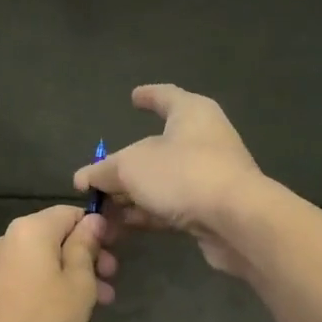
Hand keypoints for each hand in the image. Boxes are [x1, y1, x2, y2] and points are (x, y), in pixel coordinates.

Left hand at [0, 205, 116, 321]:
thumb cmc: (45, 318)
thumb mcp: (80, 282)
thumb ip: (86, 246)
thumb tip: (92, 220)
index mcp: (29, 229)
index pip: (69, 213)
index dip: (96, 228)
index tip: (114, 251)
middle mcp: (5, 239)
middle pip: (53, 238)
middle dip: (85, 257)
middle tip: (109, 282)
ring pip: (38, 261)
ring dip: (68, 275)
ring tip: (94, 304)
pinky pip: (21, 278)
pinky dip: (43, 286)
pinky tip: (59, 312)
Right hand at [73, 85, 263, 273]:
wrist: (237, 221)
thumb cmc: (183, 174)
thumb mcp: (131, 167)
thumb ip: (104, 171)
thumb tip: (83, 177)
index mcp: (191, 113)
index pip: (165, 96)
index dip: (147, 96)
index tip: (133, 97)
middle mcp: (203, 139)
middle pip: (156, 147)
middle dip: (125, 165)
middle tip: (97, 178)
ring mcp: (209, 175)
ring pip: (161, 181)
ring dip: (131, 195)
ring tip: (101, 210)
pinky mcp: (210, 208)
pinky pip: (171, 205)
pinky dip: (146, 212)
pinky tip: (122, 225)